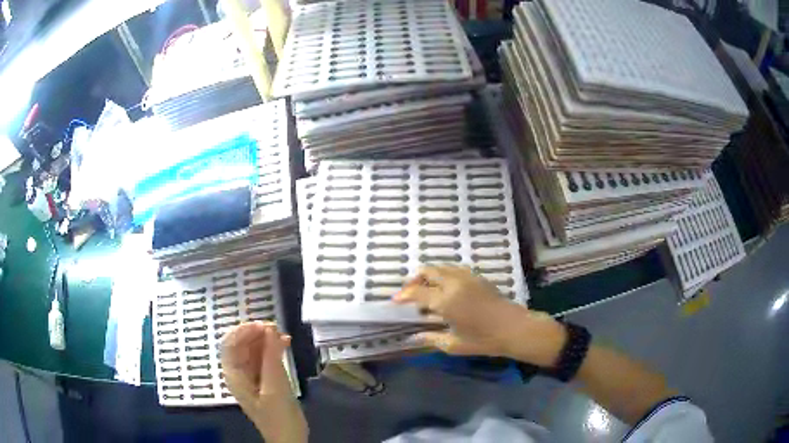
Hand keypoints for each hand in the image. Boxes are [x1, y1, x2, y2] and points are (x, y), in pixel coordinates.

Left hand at [221, 321, 307, 442]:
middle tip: (276, 328)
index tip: (263, 325)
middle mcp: (239, 372)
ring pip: (254, 349)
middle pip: (242, 344)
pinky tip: (285, 344)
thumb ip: (271, 358)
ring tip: (283, 335)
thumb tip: (270, 329)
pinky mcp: (264, 379)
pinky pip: (265, 358)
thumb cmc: (278, 417)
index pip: (230, 344)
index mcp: (234, 375)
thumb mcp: (275, 388)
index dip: (243, 331)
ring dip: (266, 340)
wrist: (289, 439)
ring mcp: (252, 375)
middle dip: (257, 333)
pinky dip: (273, 349)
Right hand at [392, 265, 565, 366]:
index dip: (403, 295)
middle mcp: (454, 283)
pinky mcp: (478, 277)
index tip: (395, 301)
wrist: (515, 328)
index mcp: (445, 301)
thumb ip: (430, 338)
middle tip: (409, 293)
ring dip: (429, 275)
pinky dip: (444, 274)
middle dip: (414, 279)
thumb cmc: (484, 340)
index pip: (416, 292)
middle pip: (428, 271)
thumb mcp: (454, 345)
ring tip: (426, 290)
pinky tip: (446, 288)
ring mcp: (467, 277)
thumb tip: (412, 337)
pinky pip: (455, 268)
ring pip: (442, 266)